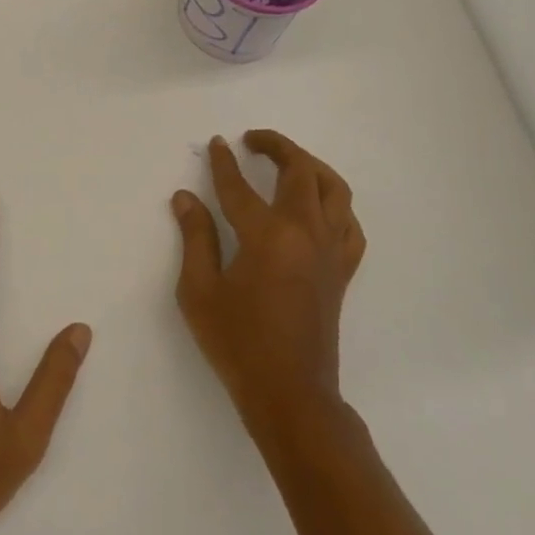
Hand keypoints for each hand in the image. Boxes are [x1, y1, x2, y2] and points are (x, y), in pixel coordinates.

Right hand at [171, 132, 364, 433]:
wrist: (290, 394)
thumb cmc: (239, 344)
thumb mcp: (200, 292)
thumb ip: (195, 238)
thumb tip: (185, 197)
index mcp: (267, 236)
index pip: (239, 185)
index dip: (223, 162)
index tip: (216, 143)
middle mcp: (305, 232)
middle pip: (299, 171)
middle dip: (276, 146)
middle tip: (253, 139)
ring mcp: (330, 250)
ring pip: (333, 188)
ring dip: (311, 165)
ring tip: (288, 161)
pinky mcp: (342, 269)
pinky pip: (349, 223)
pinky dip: (335, 204)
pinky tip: (318, 206)